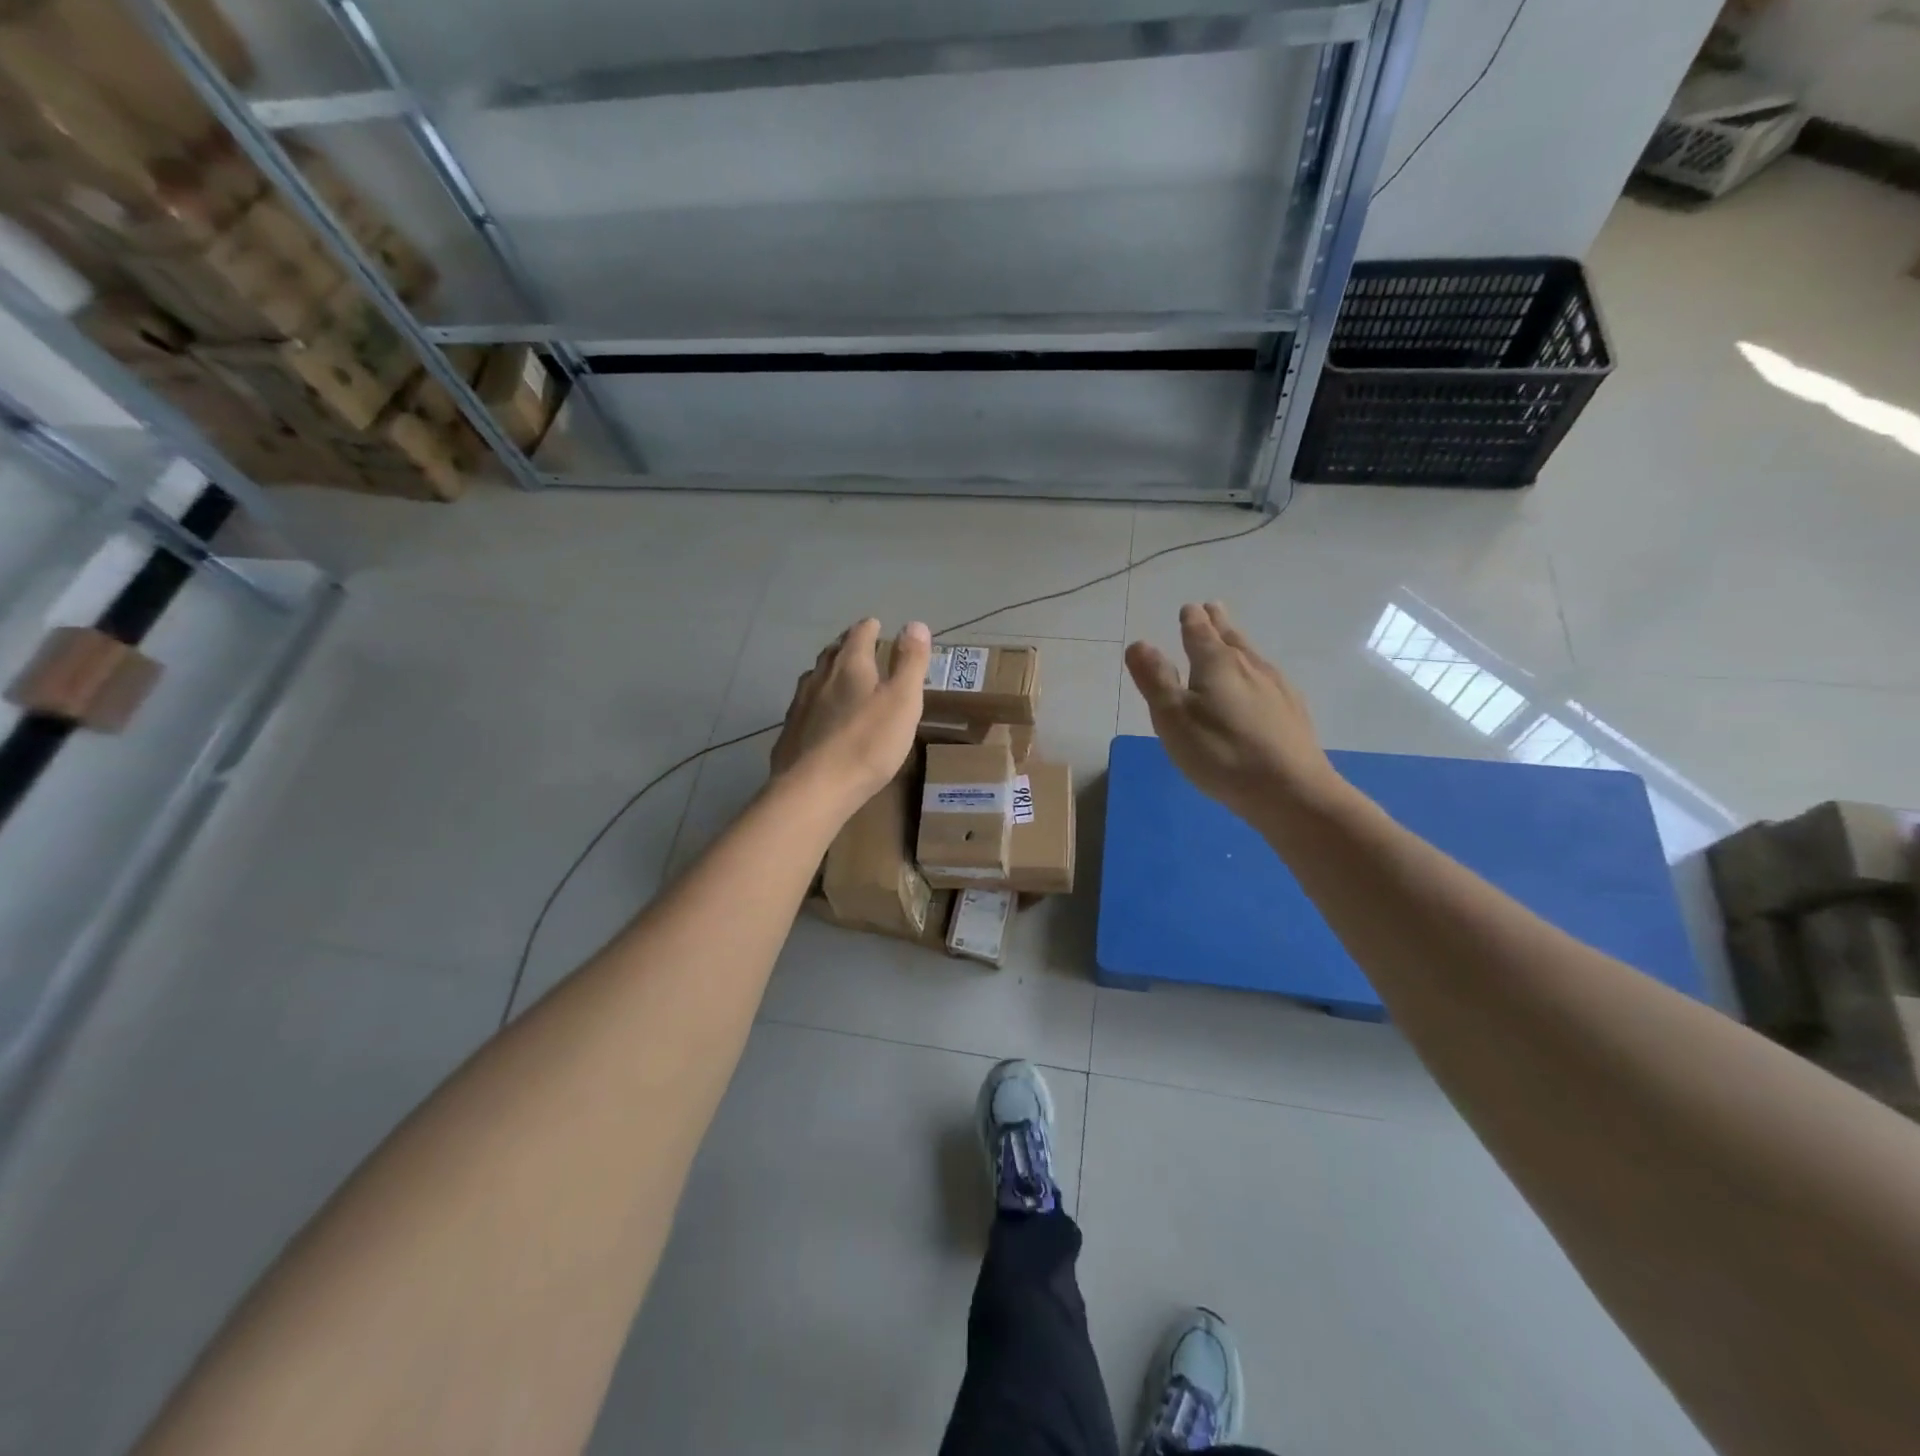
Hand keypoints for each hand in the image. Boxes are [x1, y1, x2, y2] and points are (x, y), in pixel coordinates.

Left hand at [771, 618, 930, 810]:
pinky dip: (815, 701)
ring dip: (828, 671)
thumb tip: (914, 624)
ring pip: (814, 678)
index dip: (868, 628)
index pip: (859, 635)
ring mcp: (800, 705)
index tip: (875, 624)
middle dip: (846, 645)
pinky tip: (819, 715)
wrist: (815, 789)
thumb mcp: (903, 702)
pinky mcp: (790, 732)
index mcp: (850, 666)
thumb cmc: (868, 744)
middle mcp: (820, 678)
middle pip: (833, 653)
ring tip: (838, 676)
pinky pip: (804, 706)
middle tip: (857, 645)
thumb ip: (910, 663)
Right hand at [1125, 602, 1343, 819]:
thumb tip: (1139, 644)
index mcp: (1217, 664)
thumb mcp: (1174, 719)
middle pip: (1231, 638)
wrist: (1291, 791)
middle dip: (1218, 623)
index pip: (1200, 633)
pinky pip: (1269, 679)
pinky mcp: (1293, 712)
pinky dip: (1255, 671)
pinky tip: (1260, 684)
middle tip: (1212, 608)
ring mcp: (1277, 688)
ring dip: (1238, 643)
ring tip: (1232, 639)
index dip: (1192, 620)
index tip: (1189, 608)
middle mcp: (1250, 667)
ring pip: (1252, 656)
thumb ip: (1155, 680)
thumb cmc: (1221, 753)